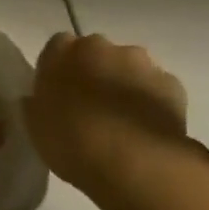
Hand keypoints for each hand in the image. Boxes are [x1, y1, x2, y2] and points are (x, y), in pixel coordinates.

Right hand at [26, 32, 208, 204]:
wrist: (135, 163)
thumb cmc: (72, 141)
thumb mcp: (35, 126)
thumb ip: (35, 105)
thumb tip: (36, 100)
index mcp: (62, 51)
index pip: (57, 46)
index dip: (59, 68)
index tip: (58, 92)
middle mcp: (101, 46)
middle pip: (95, 52)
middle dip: (93, 71)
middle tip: (90, 106)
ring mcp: (140, 62)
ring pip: (128, 67)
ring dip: (124, 83)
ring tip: (122, 120)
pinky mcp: (172, 85)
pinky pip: (156, 88)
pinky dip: (151, 100)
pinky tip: (146, 128)